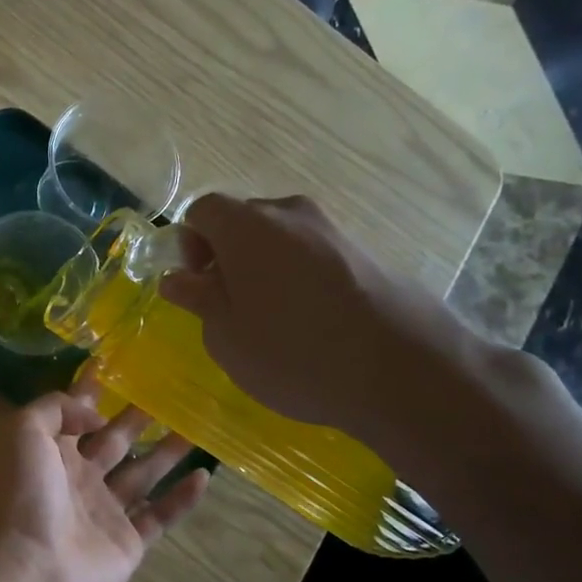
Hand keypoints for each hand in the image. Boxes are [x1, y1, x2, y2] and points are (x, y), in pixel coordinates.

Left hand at [0, 376, 208, 581]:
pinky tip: (204, 476)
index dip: (93, 390)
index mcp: (51, 452)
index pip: (75, 413)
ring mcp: (104, 512)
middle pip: (115, 441)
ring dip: (167, 451)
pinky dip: (181, 498)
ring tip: (196, 426)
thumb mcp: (23, 430)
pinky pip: (160, 515)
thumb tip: (96, 414)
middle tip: (171, 394)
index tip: (119, 365)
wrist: (30, 567)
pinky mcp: (128, 542)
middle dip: (138, 418)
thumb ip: (57, 407)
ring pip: (143, 474)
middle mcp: (78, 478)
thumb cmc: (23, 493)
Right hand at [159, 194, 490, 452]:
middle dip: (226, 256)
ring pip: (279, 239)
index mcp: (246, 225)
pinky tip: (308, 322)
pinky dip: (297, 277)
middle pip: (242, 221)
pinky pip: (312, 255)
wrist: (404, 371)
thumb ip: (197, 298)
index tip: (198, 285)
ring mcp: (333, 230)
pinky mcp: (364, 253)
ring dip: (262, 268)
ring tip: (270, 319)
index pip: (201, 210)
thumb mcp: (225, 334)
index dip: (189, 244)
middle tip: (228, 306)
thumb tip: (177, 278)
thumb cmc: (292, 351)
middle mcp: (290, 213)